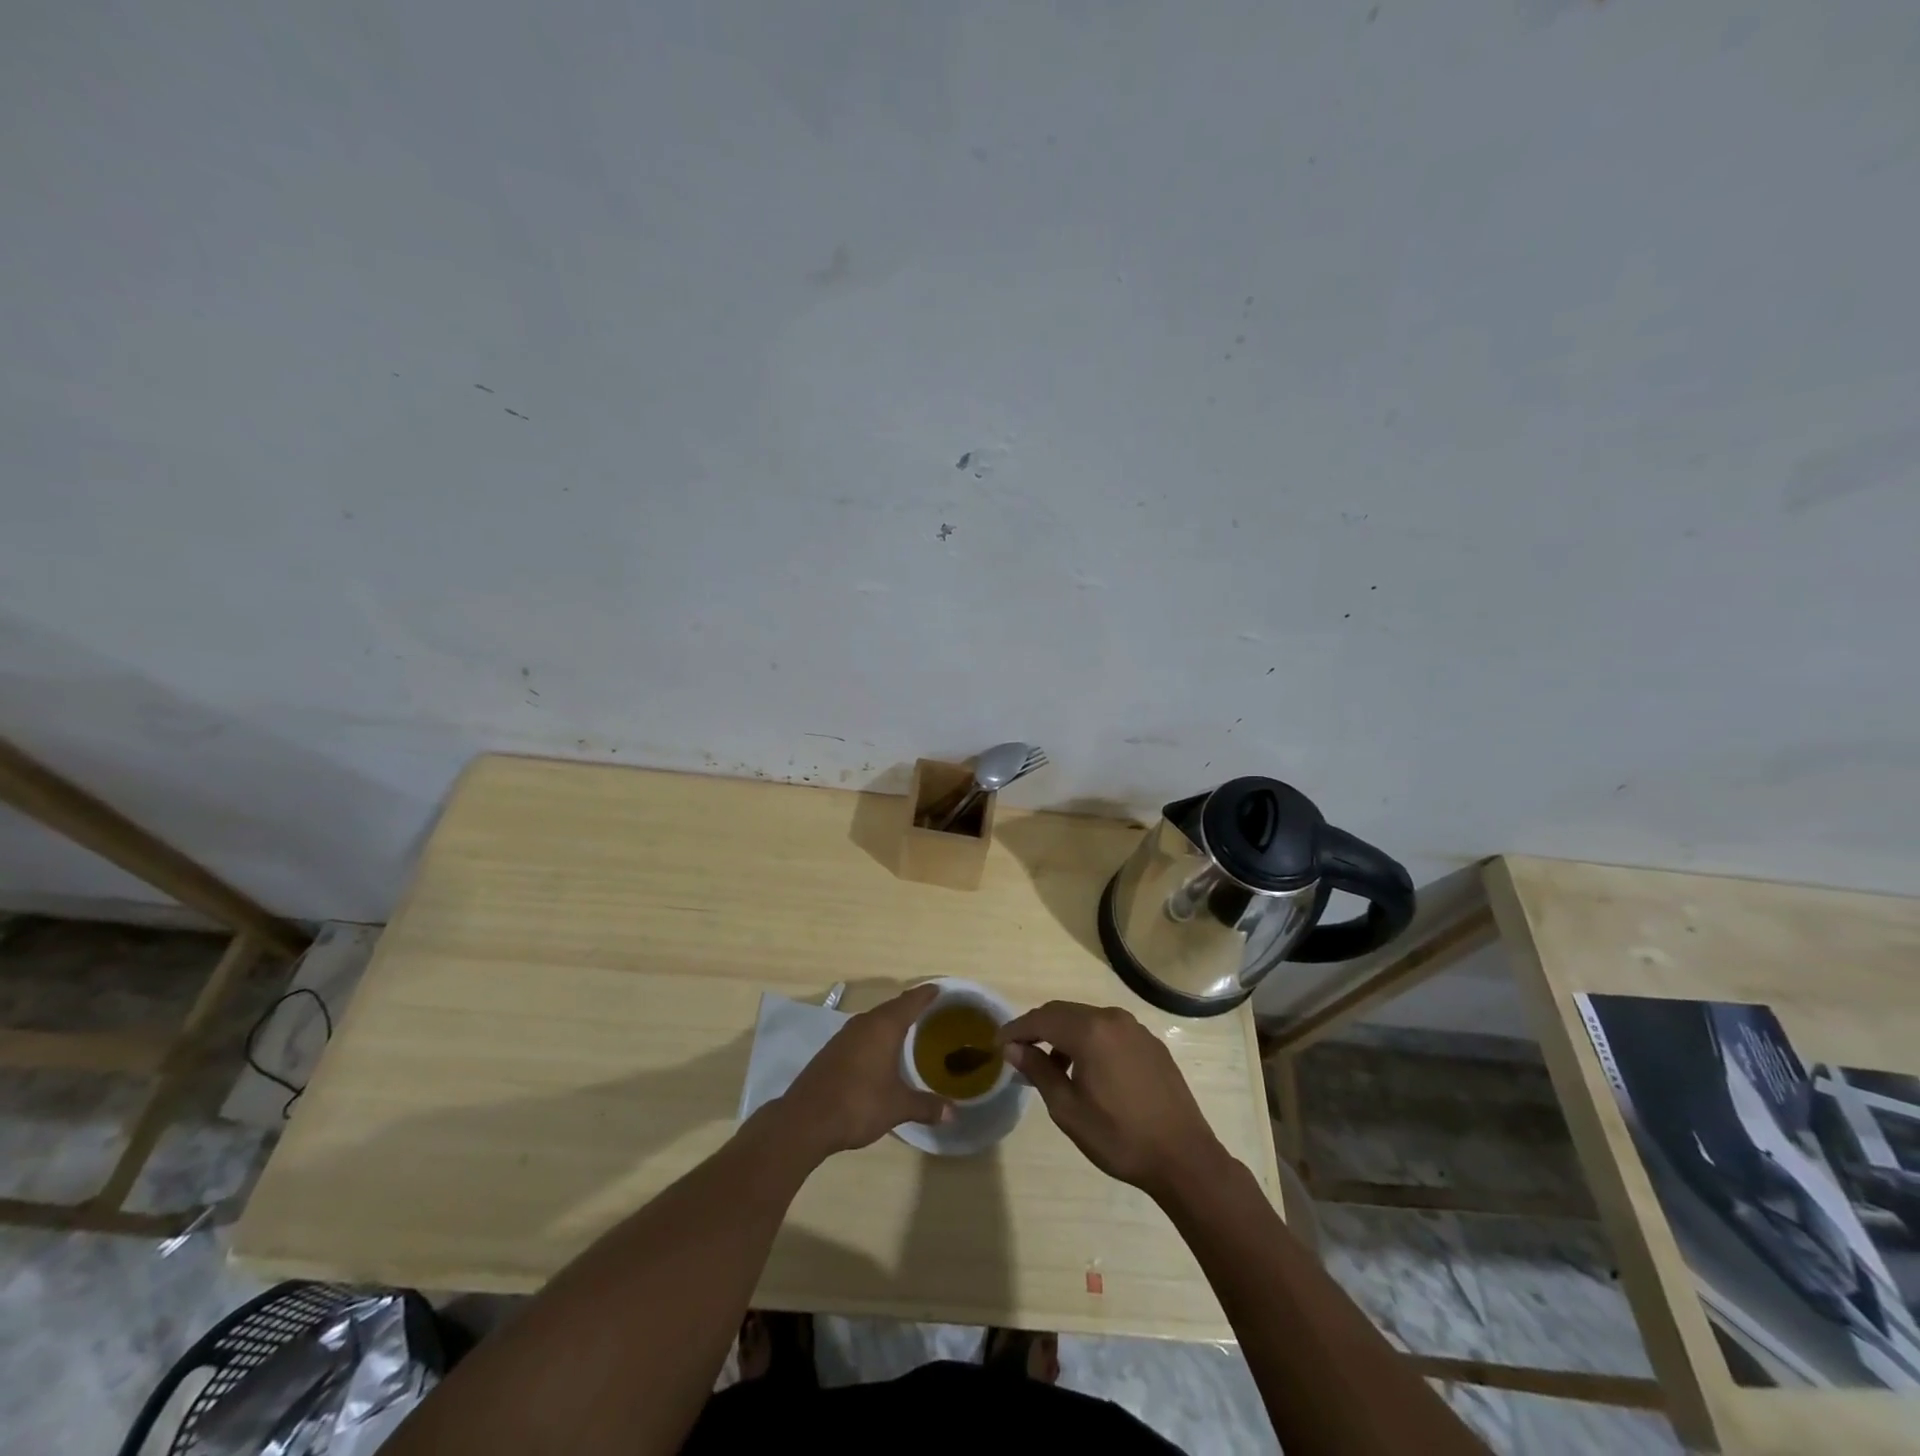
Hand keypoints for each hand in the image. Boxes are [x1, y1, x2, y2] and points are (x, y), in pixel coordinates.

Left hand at [776, 984, 952, 1157]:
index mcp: (884, 1027)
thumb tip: (953, 1113)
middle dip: (910, 1007)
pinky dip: (875, 1036)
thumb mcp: (897, 1107)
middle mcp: (864, 1024)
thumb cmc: (858, 1104)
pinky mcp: (832, 1051)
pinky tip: (879, 1051)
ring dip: (890, 1022)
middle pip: (892, 1008)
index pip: (910, 1002)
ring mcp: (844, 1036)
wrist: (806, 1120)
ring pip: (874, 1020)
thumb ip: (926, 1106)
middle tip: (929, 1009)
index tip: (939, 989)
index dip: (926, 994)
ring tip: (908, 1029)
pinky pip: (861, 1034)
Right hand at [998, 1001, 1227, 1198]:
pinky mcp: (1150, 1043)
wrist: (1184, 1157)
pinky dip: (1088, 1040)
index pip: (1041, 1019)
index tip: (997, 1044)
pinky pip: (1109, 1031)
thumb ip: (1039, 1071)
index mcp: (1090, 1031)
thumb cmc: (1119, 1137)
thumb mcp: (1068, 1110)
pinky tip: (1086, 1069)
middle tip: (1018, 1051)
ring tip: (1051, 1066)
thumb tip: (1013, 1048)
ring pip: (1087, 1020)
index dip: (1016, 1029)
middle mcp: (1112, 1018)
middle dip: (1038, 1028)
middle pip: (1064, 1013)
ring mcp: (1135, 1028)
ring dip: (1063, 1035)